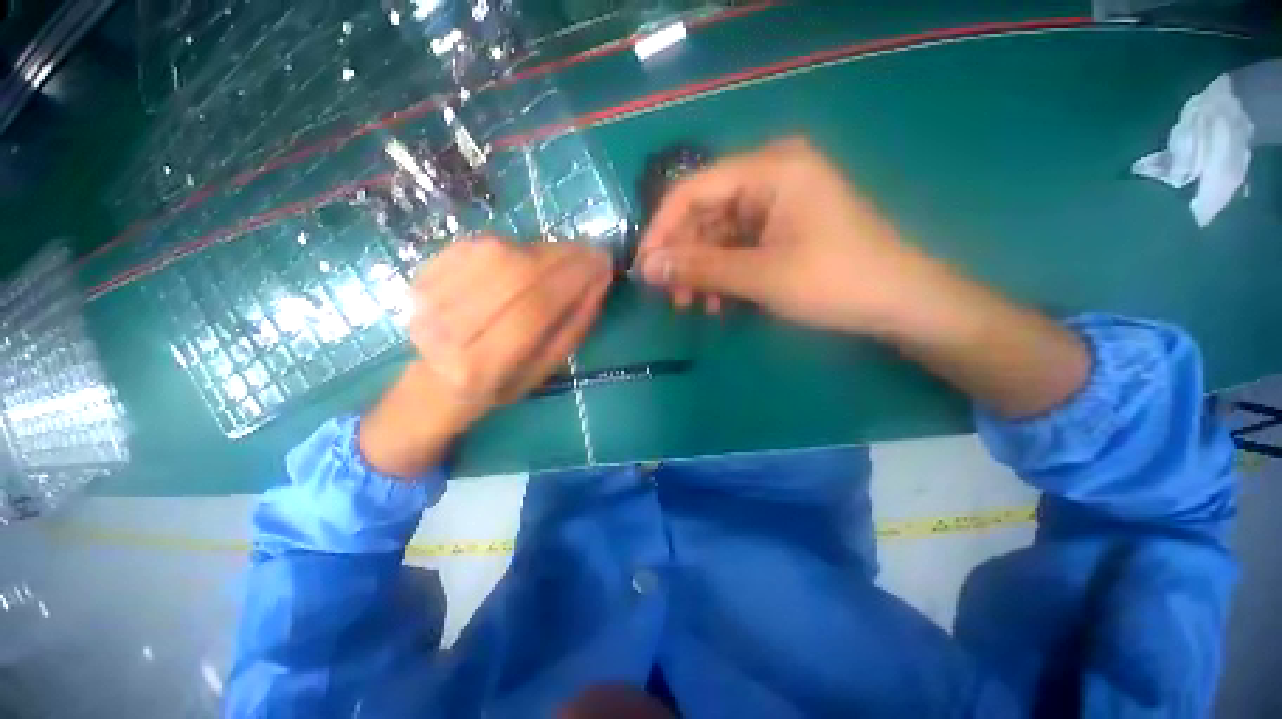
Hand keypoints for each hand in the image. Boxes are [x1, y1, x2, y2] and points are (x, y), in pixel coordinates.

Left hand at [359, 237, 612, 477]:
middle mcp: (449, 329)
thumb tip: (599, 281)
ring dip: (541, 249)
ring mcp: (429, 299)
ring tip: (566, 255)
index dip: (572, 280)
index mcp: (482, 365)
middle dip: (562, 257)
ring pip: (496, 254)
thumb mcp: (546, 368)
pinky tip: (530, 256)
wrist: (440, 379)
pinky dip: (513, 244)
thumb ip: (574, 326)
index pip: (534, 309)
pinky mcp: (422, 275)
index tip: (602, 262)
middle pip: (513, 274)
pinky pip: (477, 245)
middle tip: (591, 252)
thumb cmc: (501, 381)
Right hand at [637, 137, 1087, 418]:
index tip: (644, 268)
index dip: (661, 230)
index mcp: (770, 169)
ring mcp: (776, 203)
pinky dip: (723, 274)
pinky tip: (719, 303)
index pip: (693, 190)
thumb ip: (701, 268)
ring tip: (693, 307)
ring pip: (717, 235)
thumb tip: (647, 268)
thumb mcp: (761, 276)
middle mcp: (770, 176)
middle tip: (671, 297)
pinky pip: (737, 247)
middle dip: (684, 258)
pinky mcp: (780, 228)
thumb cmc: (835, 282)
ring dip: (701, 271)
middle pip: (704, 213)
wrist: (898, 302)